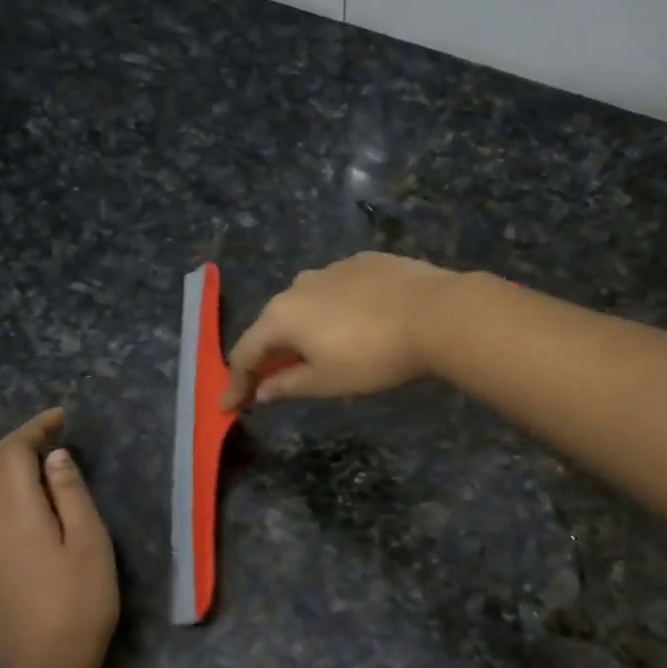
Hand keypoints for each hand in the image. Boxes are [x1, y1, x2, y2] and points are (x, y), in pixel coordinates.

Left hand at [0, 408, 118, 667]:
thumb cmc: (79, 603)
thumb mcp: (90, 543)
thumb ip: (71, 495)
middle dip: (17, 442)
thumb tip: (55, 458)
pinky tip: (24, 503)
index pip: (13, 453)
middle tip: (52, 434)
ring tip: (36, 463)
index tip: (61, 418)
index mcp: (16, 512)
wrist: (42, 667)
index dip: (35, 429)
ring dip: (3, 465)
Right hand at [221, 252, 458, 408]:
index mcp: (282, 315)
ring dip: (302, 330)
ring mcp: (332, 268)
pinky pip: (336, 290)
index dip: (236, 383)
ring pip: (306, 303)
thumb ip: (287, 385)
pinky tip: (354, 324)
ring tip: (316, 351)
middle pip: (273, 324)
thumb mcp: (326, 382)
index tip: (229, 405)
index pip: (245, 352)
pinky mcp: (364, 261)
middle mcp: (299, 285)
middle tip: (271, 380)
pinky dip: (333, 311)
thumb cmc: (374, 356)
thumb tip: (260, 391)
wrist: (437, 313)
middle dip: (268, 354)